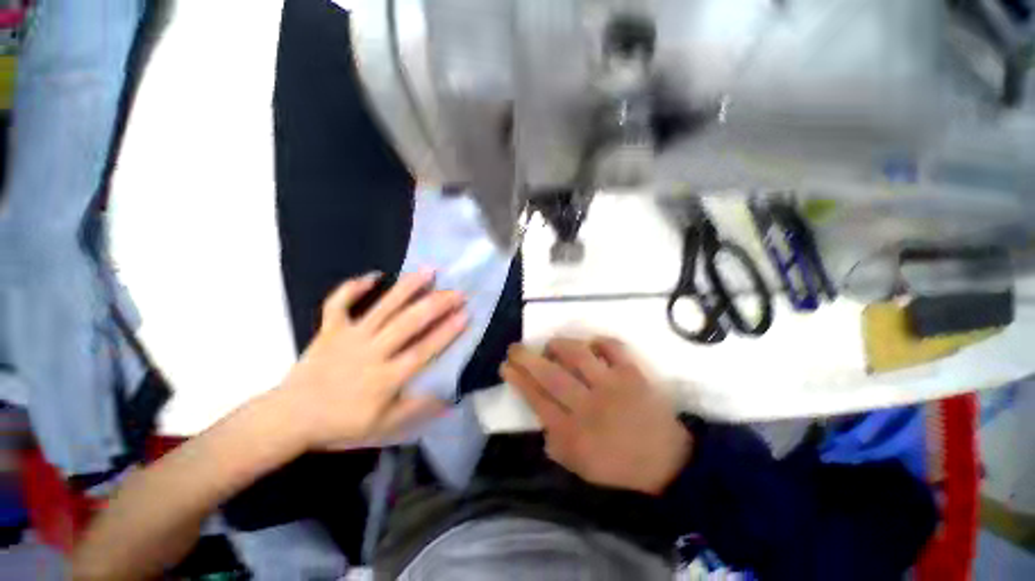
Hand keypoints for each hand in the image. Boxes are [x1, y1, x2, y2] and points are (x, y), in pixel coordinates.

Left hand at [280, 270, 467, 449]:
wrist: (290, 418)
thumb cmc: (341, 423)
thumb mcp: (384, 426)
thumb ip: (417, 409)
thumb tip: (449, 395)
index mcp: (385, 377)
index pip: (424, 350)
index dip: (447, 331)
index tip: (466, 314)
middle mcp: (371, 352)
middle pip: (408, 323)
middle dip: (436, 304)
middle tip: (457, 291)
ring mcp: (349, 336)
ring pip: (382, 307)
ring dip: (407, 287)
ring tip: (429, 271)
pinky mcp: (329, 329)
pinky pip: (339, 302)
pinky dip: (353, 287)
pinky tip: (373, 275)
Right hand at [502, 337, 689, 494]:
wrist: (667, 461)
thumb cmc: (619, 465)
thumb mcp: (579, 466)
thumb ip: (555, 443)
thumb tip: (540, 417)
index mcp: (573, 431)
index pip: (536, 399)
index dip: (518, 380)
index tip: (505, 366)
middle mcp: (589, 404)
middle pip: (550, 375)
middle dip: (527, 358)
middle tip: (515, 348)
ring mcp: (612, 385)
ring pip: (578, 354)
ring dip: (559, 345)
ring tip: (551, 345)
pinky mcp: (632, 373)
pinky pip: (612, 347)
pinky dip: (599, 342)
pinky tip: (591, 345)